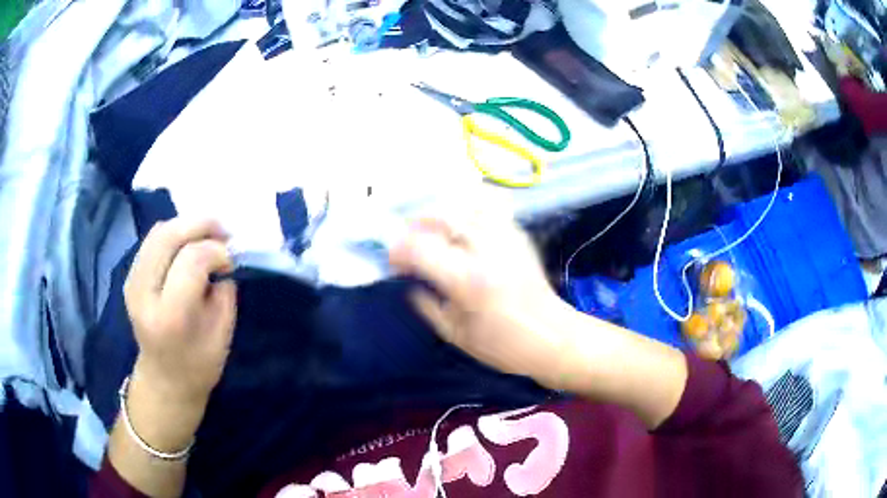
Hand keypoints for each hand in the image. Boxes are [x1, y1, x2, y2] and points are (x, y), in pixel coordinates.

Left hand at [124, 218, 236, 404]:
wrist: (164, 380)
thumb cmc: (198, 365)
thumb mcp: (222, 335)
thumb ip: (223, 292)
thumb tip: (222, 257)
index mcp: (170, 315)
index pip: (191, 260)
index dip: (216, 250)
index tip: (231, 260)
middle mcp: (144, 293)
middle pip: (168, 236)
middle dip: (200, 225)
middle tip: (223, 230)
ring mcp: (132, 283)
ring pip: (158, 232)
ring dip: (186, 225)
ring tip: (208, 234)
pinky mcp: (130, 277)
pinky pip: (152, 240)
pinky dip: (175, 234)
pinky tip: (190, 243)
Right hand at [389, 207, 572, 386]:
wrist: (553, 337)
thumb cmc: (502, 345)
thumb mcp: (454, 334)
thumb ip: (424, 303)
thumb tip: (407, 281)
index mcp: (467, 279)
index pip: (419, 247)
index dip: (397, 250)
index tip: (393, 262)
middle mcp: (486, 249)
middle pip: (439, 217)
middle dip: (415, 228)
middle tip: (410, 248)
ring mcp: (505, 236)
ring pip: (462, 205)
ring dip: (440, 217)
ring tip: (434, 235)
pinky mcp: (518, 233)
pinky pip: (488, 205)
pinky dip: (467, 209)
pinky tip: (461, 228)